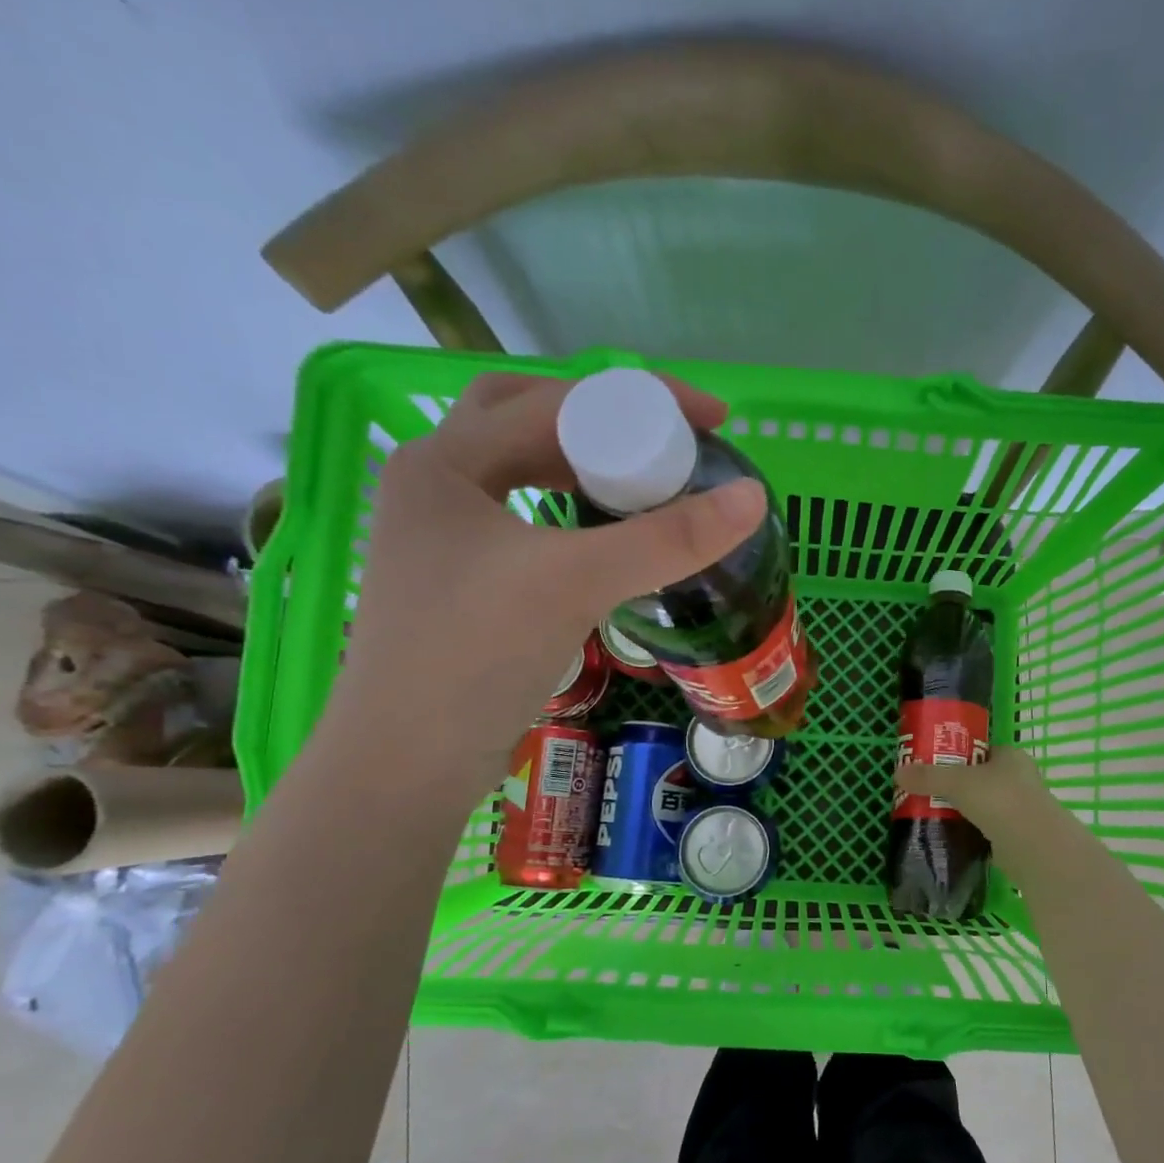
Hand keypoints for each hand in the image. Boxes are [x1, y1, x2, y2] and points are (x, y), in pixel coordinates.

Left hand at [323, 372, 765, 797]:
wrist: (409, 762)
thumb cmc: (475, 656)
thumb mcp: (575, 584)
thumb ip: (665, 539)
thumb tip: (754, 498)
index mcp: (446, 460)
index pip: (555, 400)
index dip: (641, 399)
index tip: (712, 419)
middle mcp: (436, 484)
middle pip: (528, 420)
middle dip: (602, 421)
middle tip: (665, 444)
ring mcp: (443, 536)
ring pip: (523, 471)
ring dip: (583, 465)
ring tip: (644, 481)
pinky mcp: (460, 581)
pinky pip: (524, 520)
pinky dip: (569, 513)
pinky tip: (604, 536)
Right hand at [892, 746, 1058, 836]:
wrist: (1034, 847)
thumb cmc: (1000, 800)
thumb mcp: (957, 782)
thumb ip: (928, 776)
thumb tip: (898, 773)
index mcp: (1011, 757)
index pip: (980, 750)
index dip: (956, 755)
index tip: (932, 764)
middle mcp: (1019, 779)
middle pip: (979, 778)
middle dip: (955, 785)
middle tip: (925, 791)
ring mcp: (1020, 809)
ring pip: (982, 805)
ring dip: (962, 810)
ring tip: (931, 813)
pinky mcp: (1016, 836)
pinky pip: (986, 829)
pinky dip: (970, 832)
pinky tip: (949, 836)